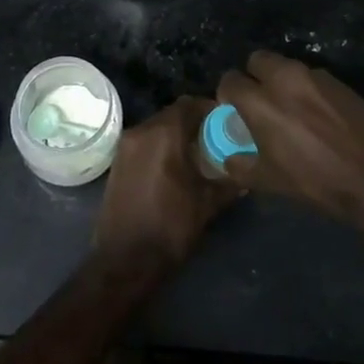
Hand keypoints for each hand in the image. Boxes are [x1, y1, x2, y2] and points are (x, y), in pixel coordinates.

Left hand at [93, 97, 240, 268]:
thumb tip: (246, 175)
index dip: (210, 109)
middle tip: (215, 138)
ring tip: (198, 154)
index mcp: (163, 134)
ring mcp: (125, 146)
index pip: (190, 104)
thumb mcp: (207, 204)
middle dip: (194, 122)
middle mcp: (140, 131)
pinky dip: (160, 146)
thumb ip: (229, 183)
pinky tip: (175, 167)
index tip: (227, 122)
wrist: (125, 259)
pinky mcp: (117, 162)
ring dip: (176, 135)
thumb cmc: (170, 227)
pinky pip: (143, 142)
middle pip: (172, 114)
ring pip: (156, 128)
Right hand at [216, 51, 363, 238]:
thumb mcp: (270, 181)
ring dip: (282, 81)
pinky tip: (319, 115)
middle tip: (261, 101)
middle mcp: (285, 78)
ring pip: (287, 66)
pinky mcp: (340, 81)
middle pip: (258, 59)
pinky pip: (313, 78)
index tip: (234, 109)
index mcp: (260, 101)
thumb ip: (241, 166)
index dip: (229, 94)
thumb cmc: (317, 181)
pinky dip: (309, 90)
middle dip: (254, 75)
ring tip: (292, 109)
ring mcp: (316, 76)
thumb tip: (229, 159)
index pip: (230, 80)